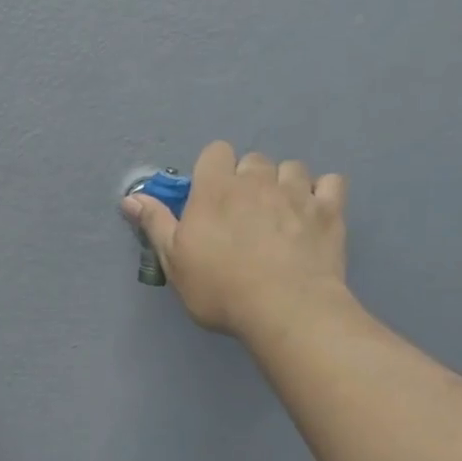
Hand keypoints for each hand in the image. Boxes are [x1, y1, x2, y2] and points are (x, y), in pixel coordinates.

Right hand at [123, 140, 350, 338]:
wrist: (284, 308)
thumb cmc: (220, 289)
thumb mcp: (175, 262)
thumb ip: (156, 224)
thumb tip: (130, 198)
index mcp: (215, 190)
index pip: (215, 152)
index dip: (213, 171)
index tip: (211, 198)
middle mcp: (257, 181)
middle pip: (253, 160)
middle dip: (248, 180)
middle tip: (244, 215)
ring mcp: (297, 192)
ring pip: (291, 168)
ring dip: (284, 184)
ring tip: (280, 214)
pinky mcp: (330, 210)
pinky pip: (331, 182)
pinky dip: (322, 193)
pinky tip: (314, 213)